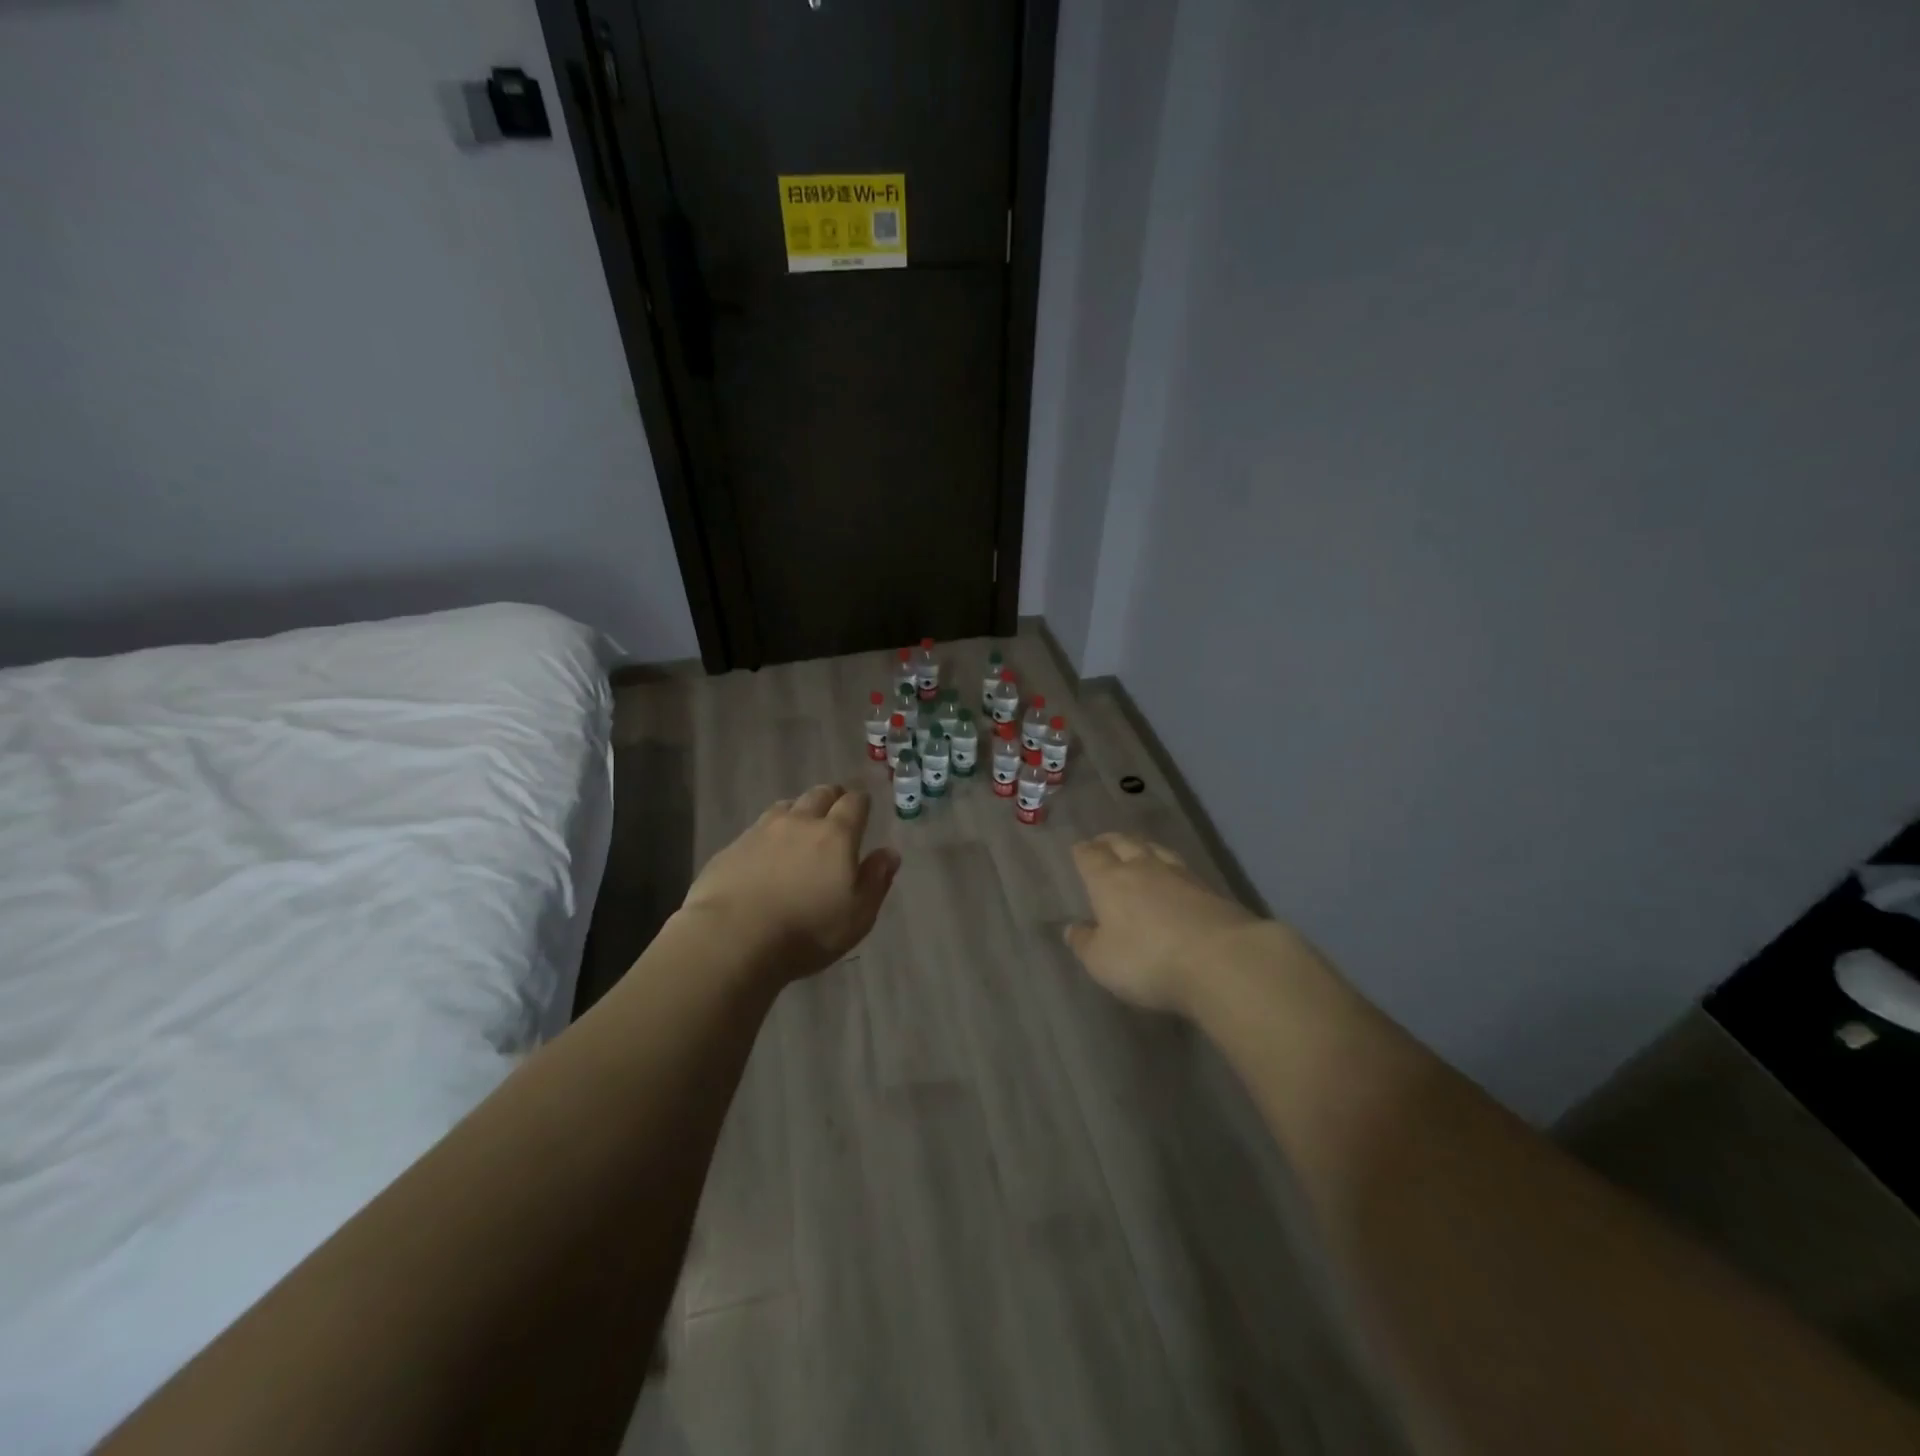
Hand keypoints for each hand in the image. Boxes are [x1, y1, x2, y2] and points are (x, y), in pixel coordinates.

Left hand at [680, 784, 899, 983]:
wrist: (732, 938)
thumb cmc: (806, 931)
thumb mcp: (857, 916)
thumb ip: (876, 880)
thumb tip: (889, 853)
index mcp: (836, 835)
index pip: (854, 803)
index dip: (861, 802)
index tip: (864, 808)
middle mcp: (800, 822)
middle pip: (820, 794)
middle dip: (832, 797)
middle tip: (836, 811)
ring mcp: (762, 831)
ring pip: (787, 806)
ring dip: (799, 811)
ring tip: (801, 828)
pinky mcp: (733, 847)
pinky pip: (757, 828)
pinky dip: (769, 833)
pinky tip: (766, 853)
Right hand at [1064, 832, 1259, 1013]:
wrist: (1221, 960)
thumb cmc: (1147, 960)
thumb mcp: (1102, 961)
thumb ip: (1084, 943)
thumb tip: (1071, 927)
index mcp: (1109, 881)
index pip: (1091, 857)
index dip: (1083, 852)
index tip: (1078, 849)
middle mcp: (1142, 868)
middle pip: (1124, 843)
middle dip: (1110, 841)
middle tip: (1103, 842)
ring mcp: (1180, 875)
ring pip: (1155, 849)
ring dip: (1142, 846)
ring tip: (1137, 849)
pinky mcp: (1210, 889)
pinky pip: (1181, 867)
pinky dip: (1170, 866)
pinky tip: (1173, 875)